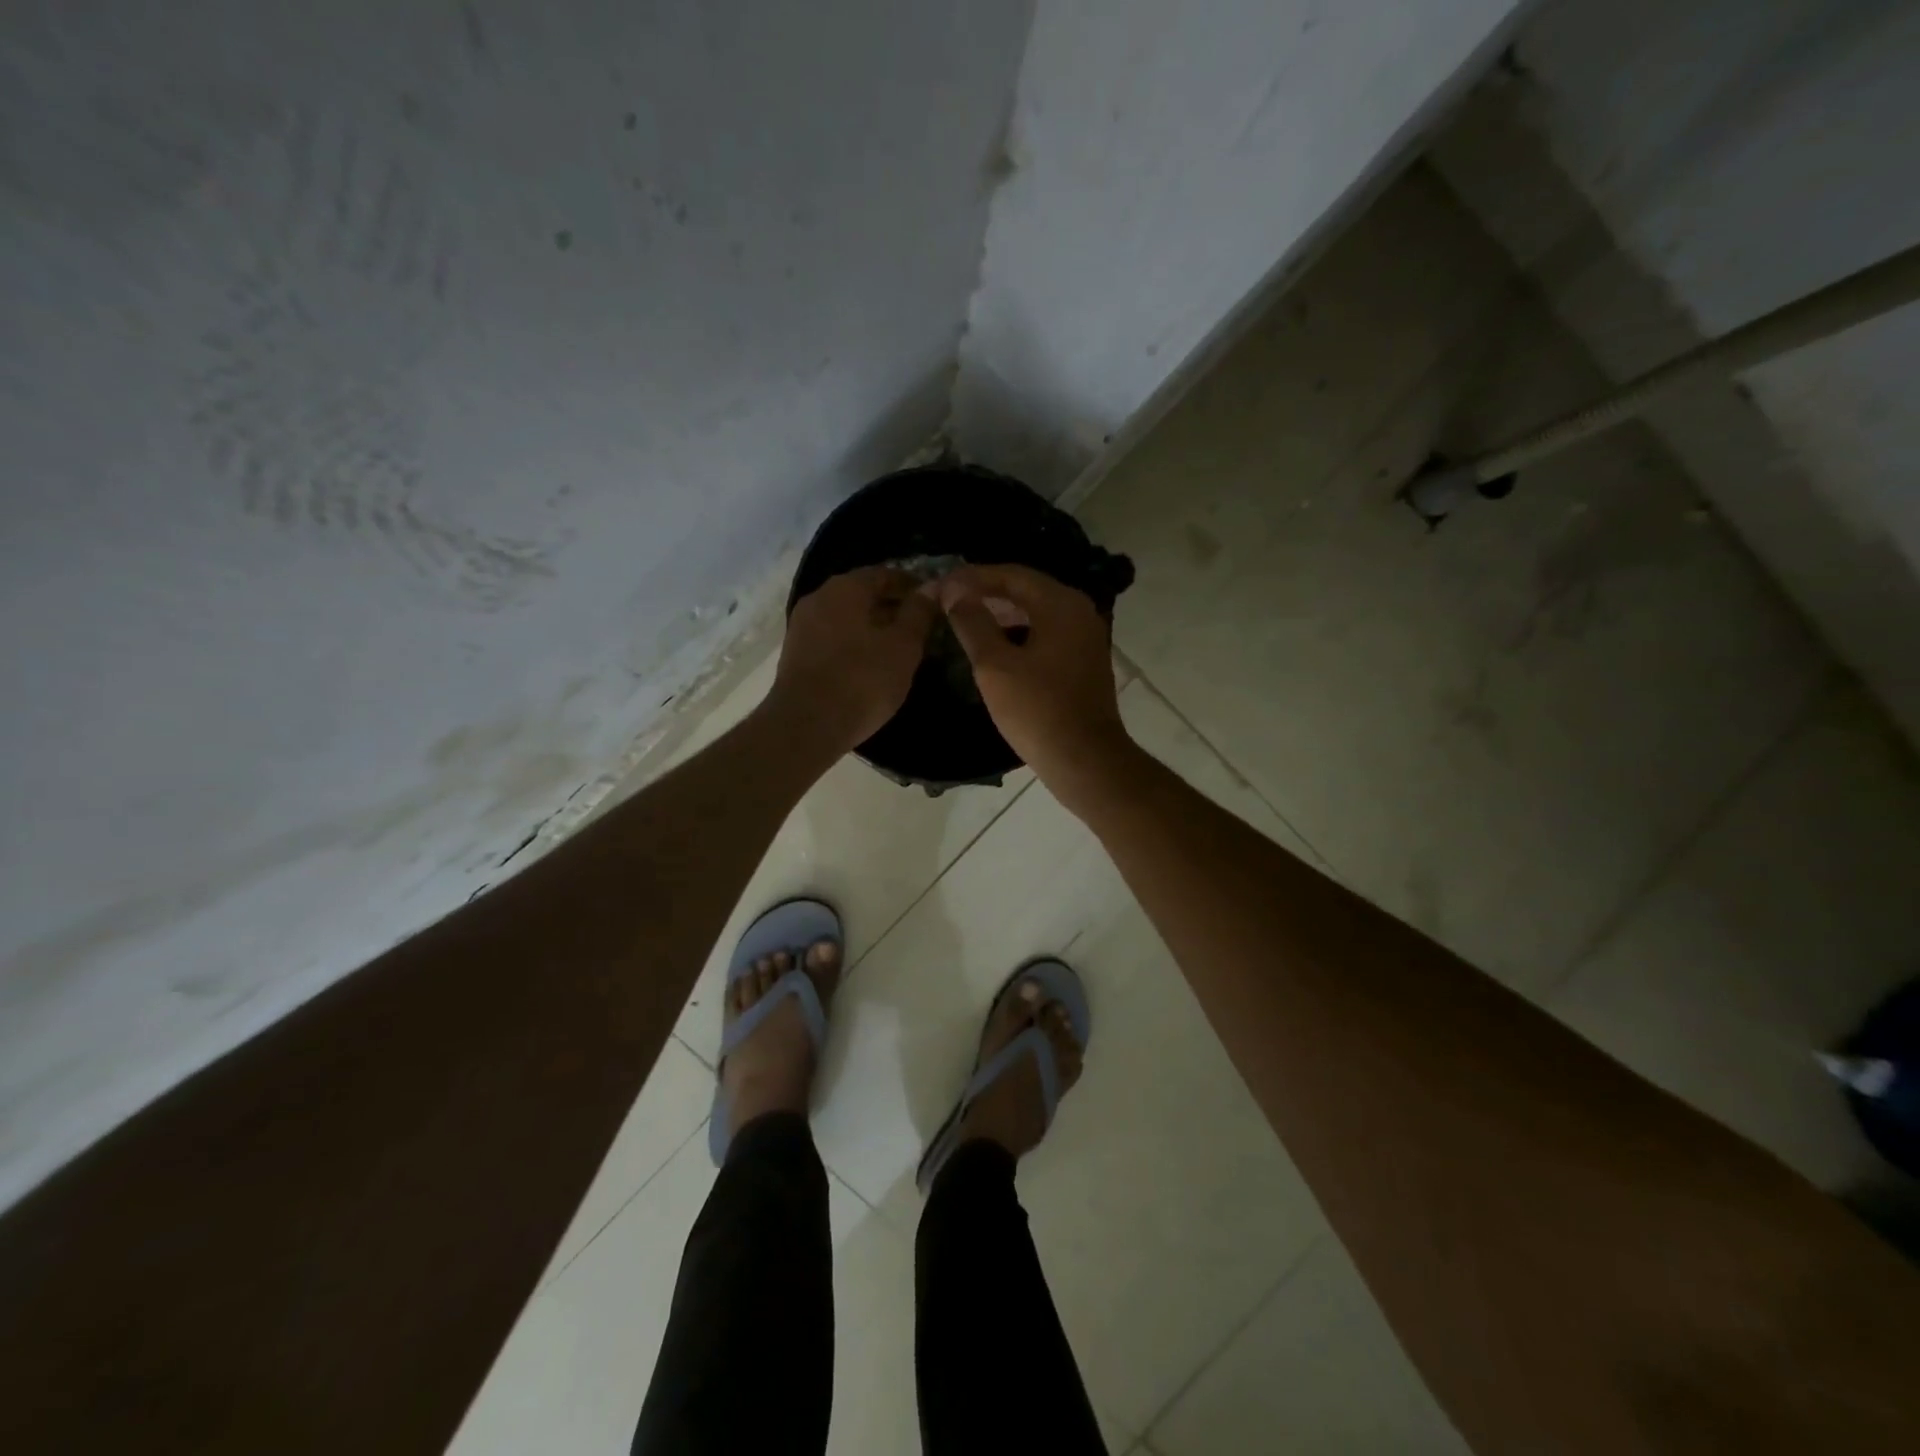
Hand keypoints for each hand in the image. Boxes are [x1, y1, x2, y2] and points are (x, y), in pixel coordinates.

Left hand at [769, 566, 938, 754]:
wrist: (806, 726)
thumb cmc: (862, 681)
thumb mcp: (903, 647)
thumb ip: (918, 613)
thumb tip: (931, 588)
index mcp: (845, 588)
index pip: (884, 574)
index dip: (911, 586)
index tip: (934, 602)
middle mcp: (819, 598)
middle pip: (862, 594)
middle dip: (891, 606)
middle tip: (919, 627)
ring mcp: (802, 626)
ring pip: (846, 617)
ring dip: (872, 626)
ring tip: (898, 648)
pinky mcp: (796, 654)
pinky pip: (832, 638)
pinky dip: (853, 643)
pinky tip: (869, 664)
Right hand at [938, 564, 1133, 793]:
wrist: (1084, 759)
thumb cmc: (1037, 710)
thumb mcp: (994, 666)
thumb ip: (973, 622)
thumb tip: (955, 592)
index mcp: (1061, 604)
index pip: (1011, 574)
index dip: (973, 576)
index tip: (942, 584)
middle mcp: (1079, 611)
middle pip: (1026, 589)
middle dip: (987, 591)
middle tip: (950, 598)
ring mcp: (1085, 637)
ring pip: (1037, 612)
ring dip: (1002, 612)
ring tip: (966, 618)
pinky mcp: (1083, 661)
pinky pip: (1046, 633)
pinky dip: (1019, 632)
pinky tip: (994, 646)